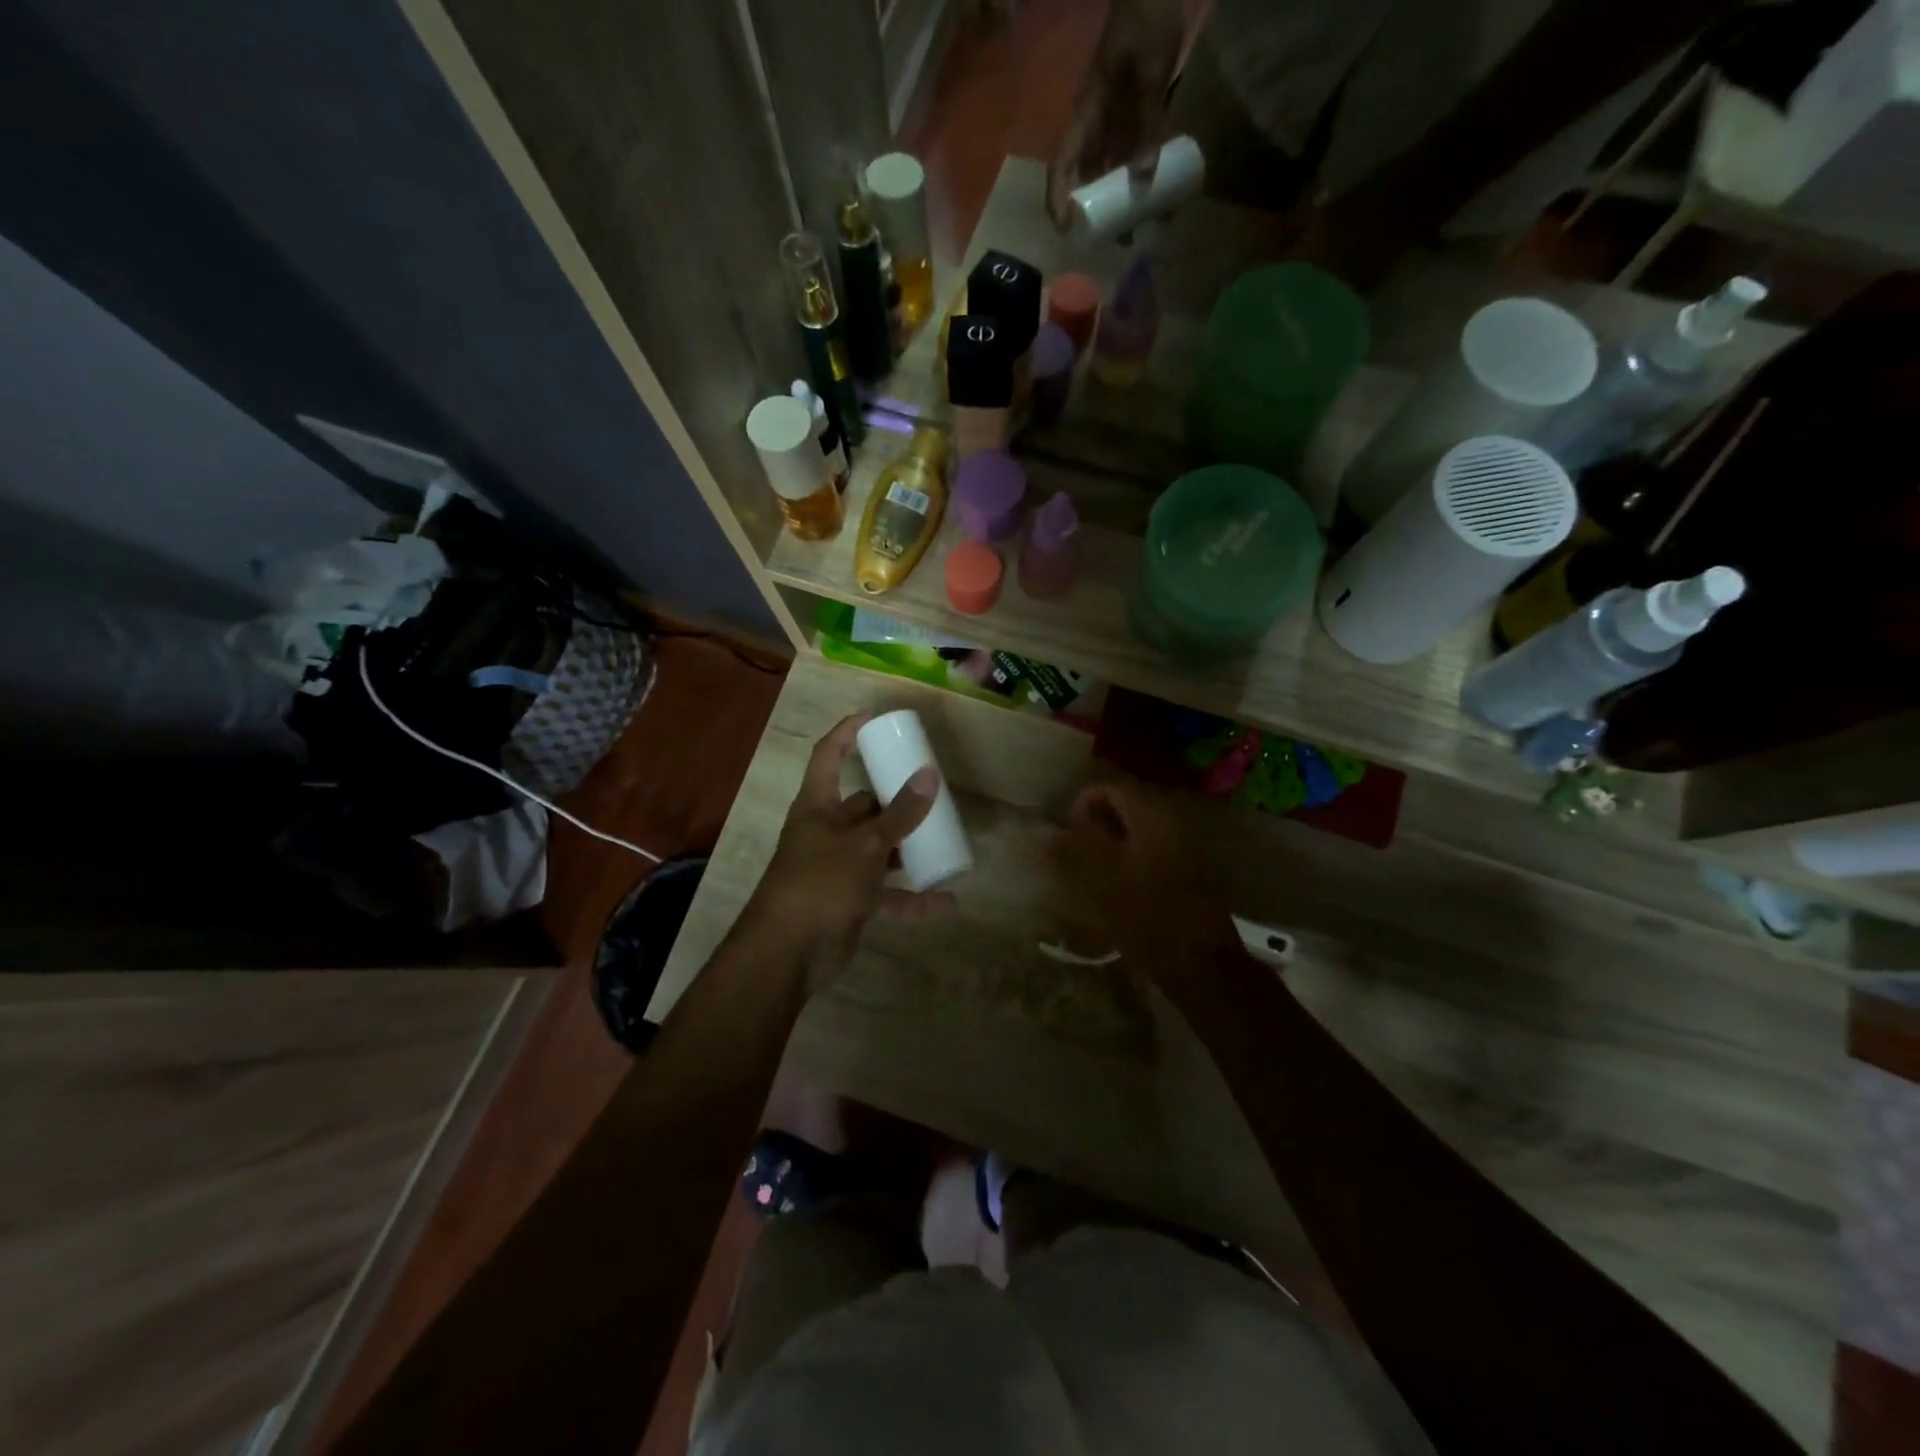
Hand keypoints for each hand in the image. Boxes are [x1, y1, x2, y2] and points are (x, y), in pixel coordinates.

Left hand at [745, 713, 954, 985]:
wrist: (788, 954)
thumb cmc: (820, 883)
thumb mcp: (865, 845)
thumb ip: (900, 814)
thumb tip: (931, 774)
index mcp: (818, 807)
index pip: (828, 757)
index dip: (847, 734)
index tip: (874, 719)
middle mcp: (827, 833)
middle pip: (864, 806)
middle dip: (895, 802)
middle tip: (931, 792)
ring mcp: (839, 869)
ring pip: (879, 850)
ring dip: (907, 849)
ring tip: (942, 839)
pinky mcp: (851, 902)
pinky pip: (888, 895)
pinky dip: (914, 899)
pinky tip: (947, 900)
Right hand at [1048, 0, 1186, 229]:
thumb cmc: (1148, 17)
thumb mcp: (1148, 70)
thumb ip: (1146, 122)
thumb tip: (1141, 181)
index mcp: (1088, 113)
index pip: (1062, 164)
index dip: (1058, 199)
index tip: (1065, 230)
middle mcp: (1098, 124)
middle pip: (1089, 177)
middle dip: (1101, 212)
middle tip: (1119, 241)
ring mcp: (1118, 121)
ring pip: (1114, 171)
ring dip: (1126, 200)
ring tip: (1143, 228)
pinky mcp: (1139, 115)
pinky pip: (1139, 154)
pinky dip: (1147, 177)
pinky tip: (1162, 196)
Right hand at [1052, 780, 1239, 973]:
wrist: (1202, 964)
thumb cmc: (1147, 919)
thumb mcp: (1102, 883)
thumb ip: (1074, 849)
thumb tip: (1048, 830)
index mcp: (1151, 816)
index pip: (1112, 786)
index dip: (1084, 801)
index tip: (1067, 831)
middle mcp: (1173, 820)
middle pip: (1128, 803)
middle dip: (1098, 820)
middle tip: (1076, 851)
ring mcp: (1186, 843)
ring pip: (1140, 826)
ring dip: (1114, 839)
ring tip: (1093, 869)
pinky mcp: (1192, 867)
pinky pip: (1155, 845)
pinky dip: (1133, 853)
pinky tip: (1120, 882)